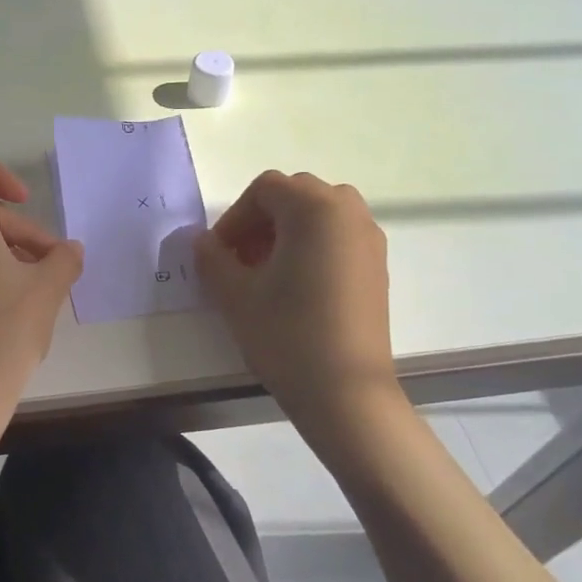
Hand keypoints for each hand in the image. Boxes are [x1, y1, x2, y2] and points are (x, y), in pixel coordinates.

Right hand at [194, 171, 399, 416]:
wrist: (346, 392)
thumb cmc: (286, 334)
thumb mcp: (235, 294)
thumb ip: (212, 258)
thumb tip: (203, 242)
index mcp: (314, 209)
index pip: (265, 190)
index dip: (234, 217)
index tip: (219, 254)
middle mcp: (348, 213)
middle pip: (295, 195)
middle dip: (261, 221)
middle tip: (240, 259)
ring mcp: (369, 240)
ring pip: (319, 215)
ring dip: (287, 232)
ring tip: (266, 273)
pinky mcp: (378, 267)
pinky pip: (338, 237)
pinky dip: (312, 247)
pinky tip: (295, 288)